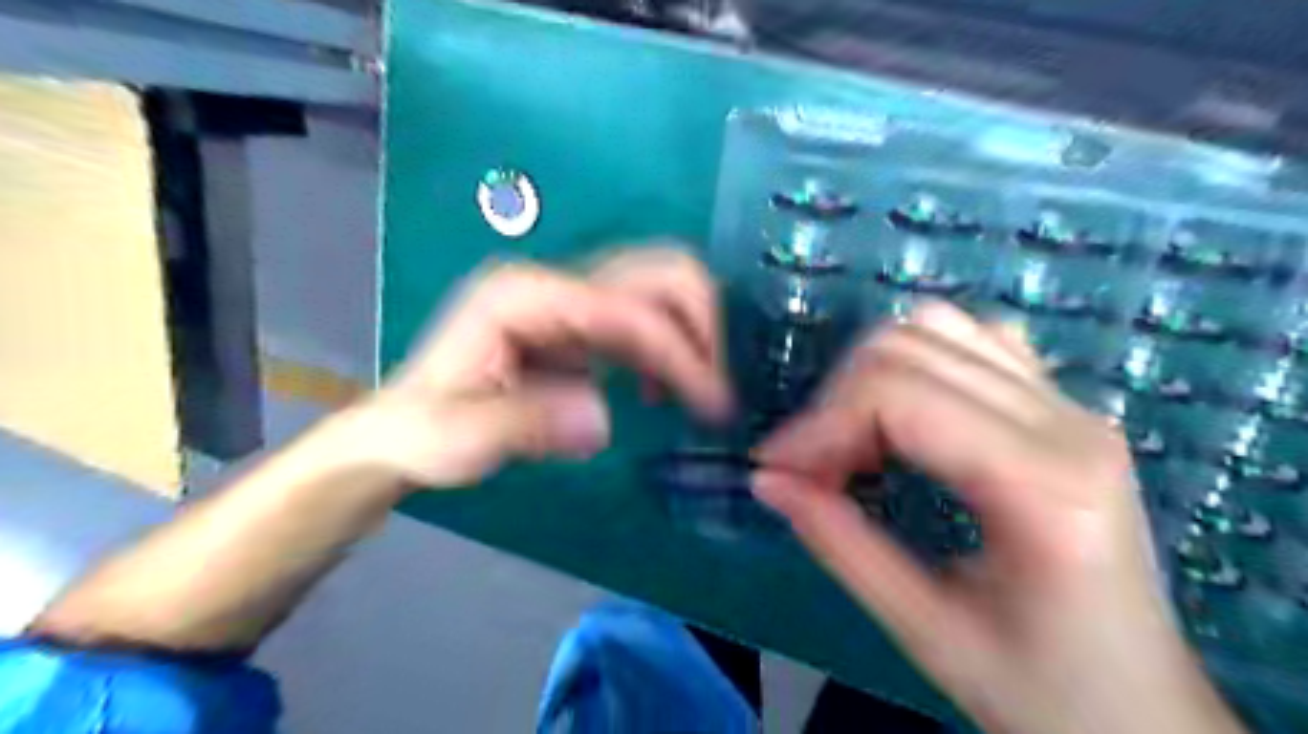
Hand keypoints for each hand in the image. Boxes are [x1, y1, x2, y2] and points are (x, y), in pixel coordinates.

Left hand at [354, 246, 730, 493]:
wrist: (405, 428)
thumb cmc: (424, 432)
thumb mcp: (458, 438)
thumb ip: (525, 425)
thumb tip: (603, 419)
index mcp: (523, 296)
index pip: (624, 307)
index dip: (675, 350)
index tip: (711, 404)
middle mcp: (554, 282)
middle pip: (658, 270)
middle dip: (701, 323)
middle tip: (713, 389)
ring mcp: (570, 298)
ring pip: (661, 288)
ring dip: (693, 334)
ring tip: (697, 395)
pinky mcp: (581, 323)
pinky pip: (646, 319)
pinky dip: (671, 349)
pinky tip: (661, 392)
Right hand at [751, 300, 1239, 732]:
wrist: (1144, 711)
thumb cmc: (1043, 691)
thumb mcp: (925, 629)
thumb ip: (839, 542)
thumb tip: (767, 480)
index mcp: (1043, 484)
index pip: (897, 396)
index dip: (818, 425)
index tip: (774, 467)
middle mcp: (1066, 421)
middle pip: (909, 349)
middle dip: (836, 402)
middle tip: (811, 468)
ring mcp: (1070, 404)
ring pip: (937, 327)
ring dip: (869, 374)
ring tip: (852, 439)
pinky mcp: (1061, 406)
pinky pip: (974, 339)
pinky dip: (917, 358)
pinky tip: (903, 413)